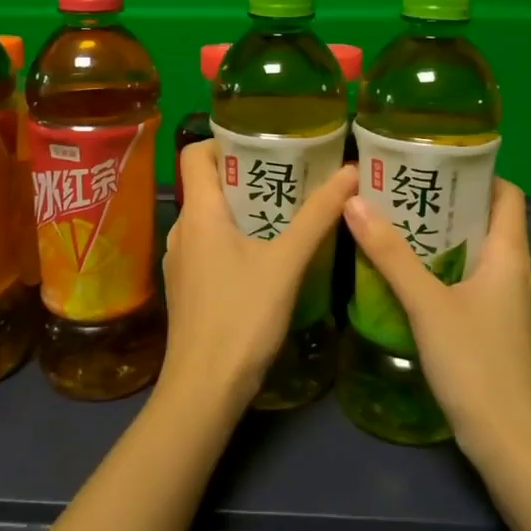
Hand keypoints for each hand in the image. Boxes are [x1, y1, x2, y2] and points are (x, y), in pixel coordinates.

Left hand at [160, 141, 358, 415]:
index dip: (225, 141)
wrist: (204, 390)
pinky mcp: (187, 288)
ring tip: (286, 212)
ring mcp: (180, 262)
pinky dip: (236, 239)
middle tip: (291, 175)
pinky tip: (267, 255)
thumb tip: (349, 171)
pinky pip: (209, 247)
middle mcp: (182, 230)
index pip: (195, 154)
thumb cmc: (242, 317)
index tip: (264, 143)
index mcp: (199, 214)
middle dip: (247, 176)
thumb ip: (317, 217)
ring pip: (211, 219)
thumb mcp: (287, 263)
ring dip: (244, 210)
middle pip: (208, 185)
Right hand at [343, 178, 530, 464]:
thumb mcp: (426, 304)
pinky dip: (448, 272)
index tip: (434, 164)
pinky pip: (476, 284)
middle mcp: (519, 273)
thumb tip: (354, 202)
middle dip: (448, 205)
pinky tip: (414, 281)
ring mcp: (514, 306)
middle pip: (489, 222)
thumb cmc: (476, 364)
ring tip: (398, 229)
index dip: (477, 173)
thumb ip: (390, 254)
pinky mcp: (504, 331)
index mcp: (512, 256)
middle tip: (400, 194)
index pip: (508, 194)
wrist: (513, 444)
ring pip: (480, 256)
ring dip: (445, 240)